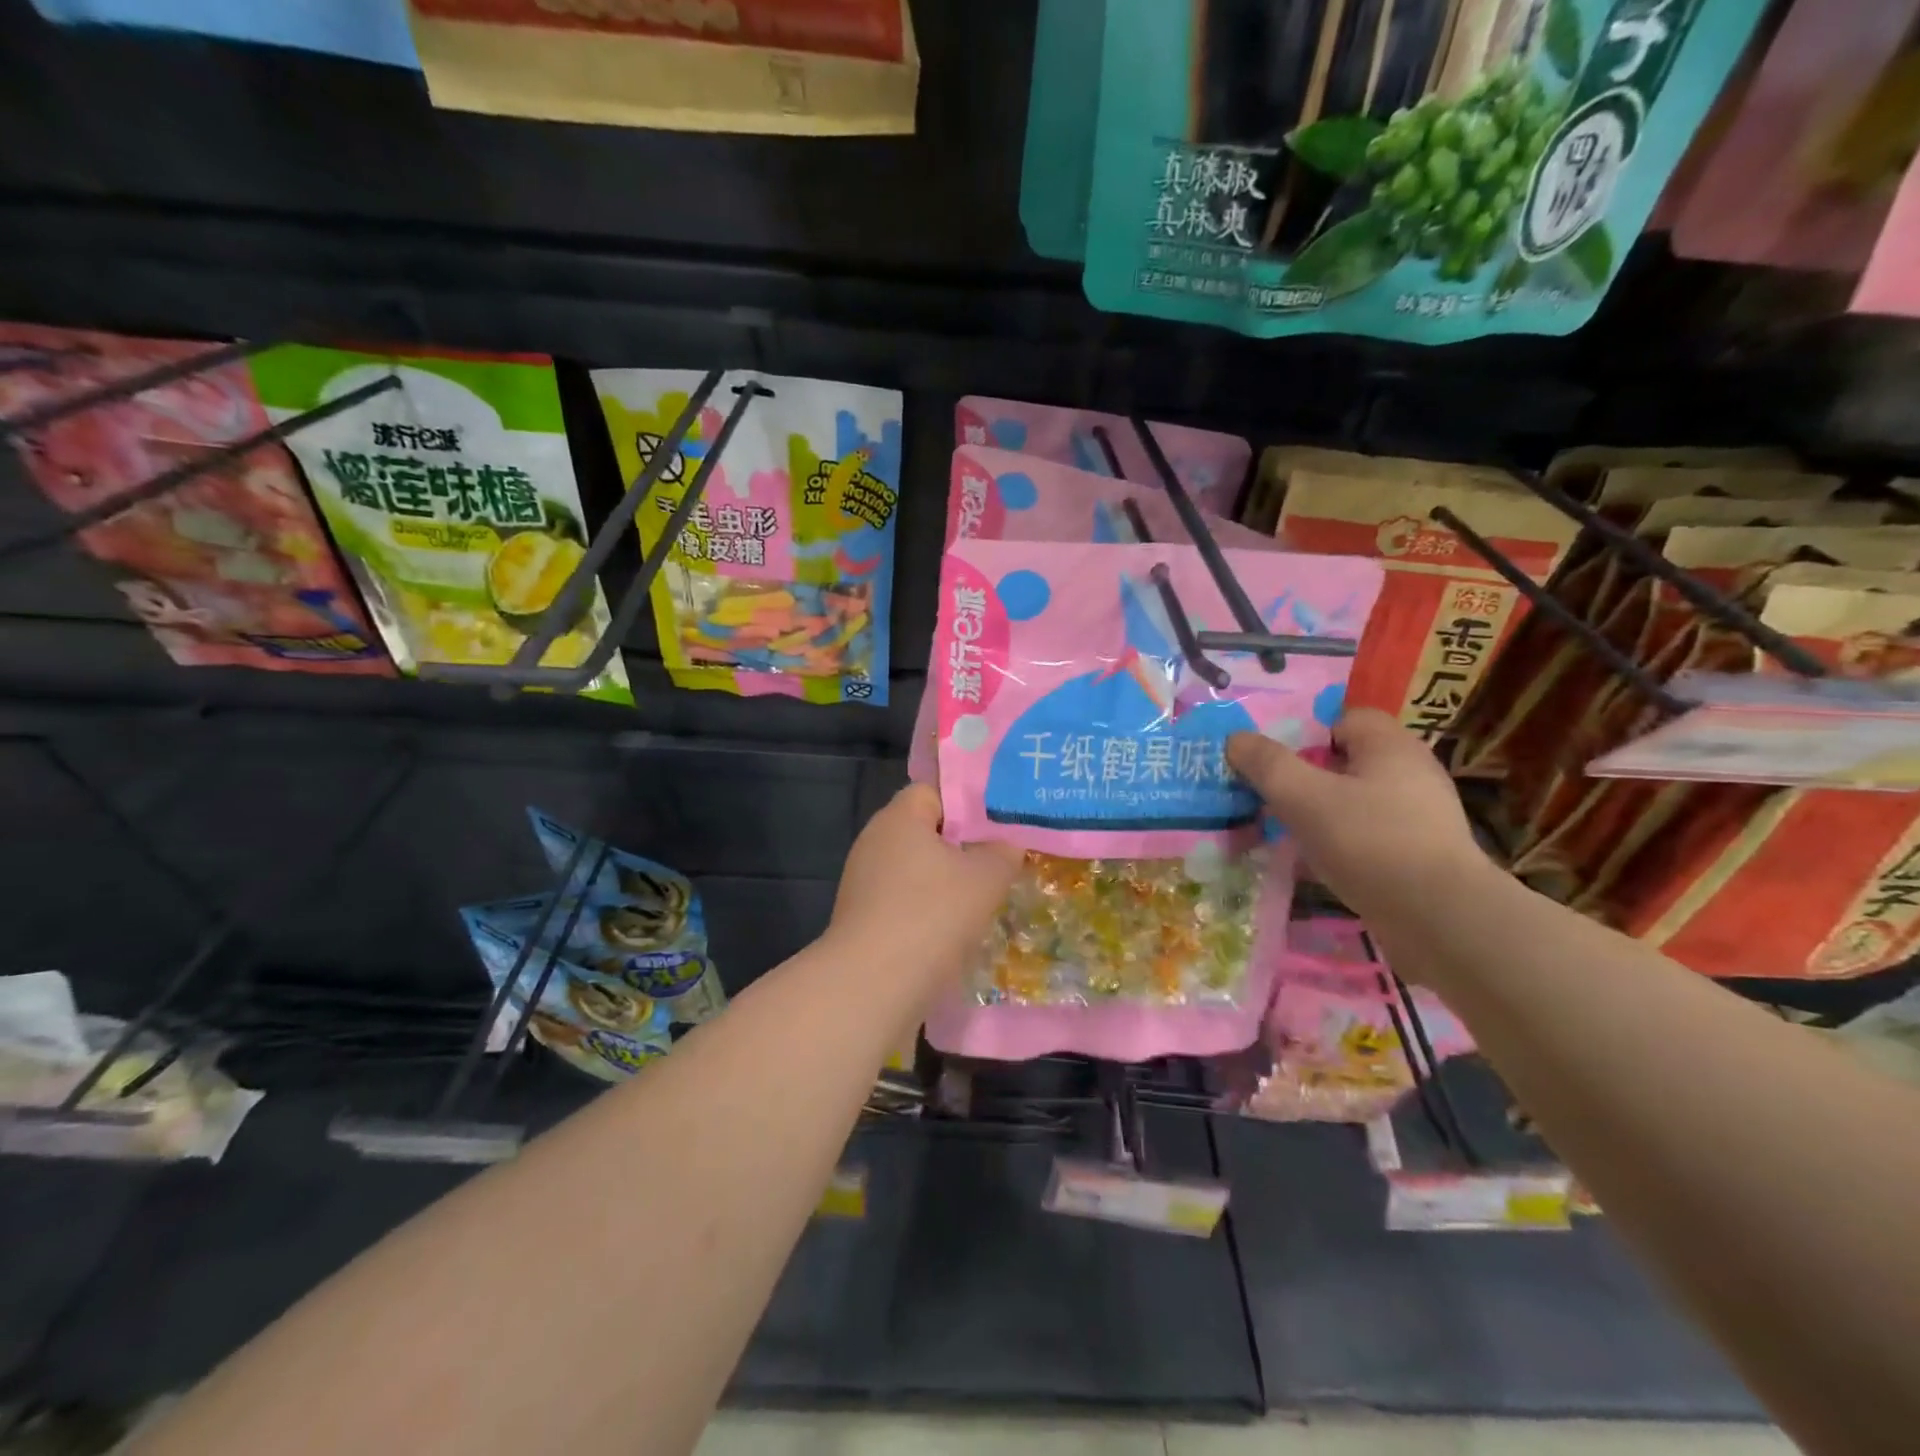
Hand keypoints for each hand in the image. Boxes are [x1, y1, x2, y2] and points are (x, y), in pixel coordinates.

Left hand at [828, 785, 1022, 985]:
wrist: (873, 986)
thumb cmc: (932, 915)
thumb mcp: (985, 878)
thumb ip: (1003, 852)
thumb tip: (1007, 844)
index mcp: (898, 818)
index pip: (933, 791)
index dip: (967, 802)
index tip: (999, 823)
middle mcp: (874, 842)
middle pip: (925, 831)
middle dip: (962, 845)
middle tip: (1000, 859)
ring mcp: (864, 883)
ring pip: (916, 870)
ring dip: (947, 882)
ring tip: (984, 898)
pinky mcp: (863, 919)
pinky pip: (904, 901)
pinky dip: (928, 910)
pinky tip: (955, 931)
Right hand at [1227, 709, 1487, 919]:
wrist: (1440, 919)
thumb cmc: (1369, 842)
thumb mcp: (1303, 797)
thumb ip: (1267, 764)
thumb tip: (1236, 738)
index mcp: (1390, 746)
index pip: (1345, 718)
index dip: (1307, 733)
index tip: (1275, 762)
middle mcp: (1411, 772)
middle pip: (1346, 762)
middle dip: (1305, 778)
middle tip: (1269, 798)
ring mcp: (1420, 816)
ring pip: (1354, 802)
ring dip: (1319, 814)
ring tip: (1283, 835)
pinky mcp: (1420, 855)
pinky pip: (1368, 837)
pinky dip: (1340, 845)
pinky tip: (1316, 866)